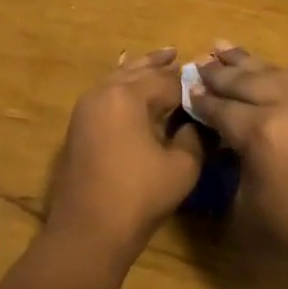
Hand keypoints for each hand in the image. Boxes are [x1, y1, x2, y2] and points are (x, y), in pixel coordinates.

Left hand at [44, 48, 203, 265]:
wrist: (87, 233)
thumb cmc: (138, 197)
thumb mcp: (181, 167)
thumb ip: (193, 136)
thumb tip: (197, 120)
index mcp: (128, 95)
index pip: (168, 81)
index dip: (191, 83)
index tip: (209, 82)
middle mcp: (104, 92)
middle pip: (138, 71)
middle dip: (160, 65)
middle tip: (179, 55)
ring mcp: (86, 108)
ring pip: (118, 78)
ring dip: (139, 71)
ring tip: (158, 61)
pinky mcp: (78, 125)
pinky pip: (105, 93)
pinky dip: (122, 86)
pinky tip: (131, 88)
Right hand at [190, 42, 287, 288]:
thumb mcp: (253, 200)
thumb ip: (238, 158)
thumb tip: (230, 137)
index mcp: (262, 131)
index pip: (222, 108)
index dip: (202, 100)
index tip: (185, 89)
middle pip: (246, 80)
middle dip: (220, 74)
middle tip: (199, 63)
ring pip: (275, 72)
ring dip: (247, 63)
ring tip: (223, 48)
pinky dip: (276, 73)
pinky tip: (264, 70)